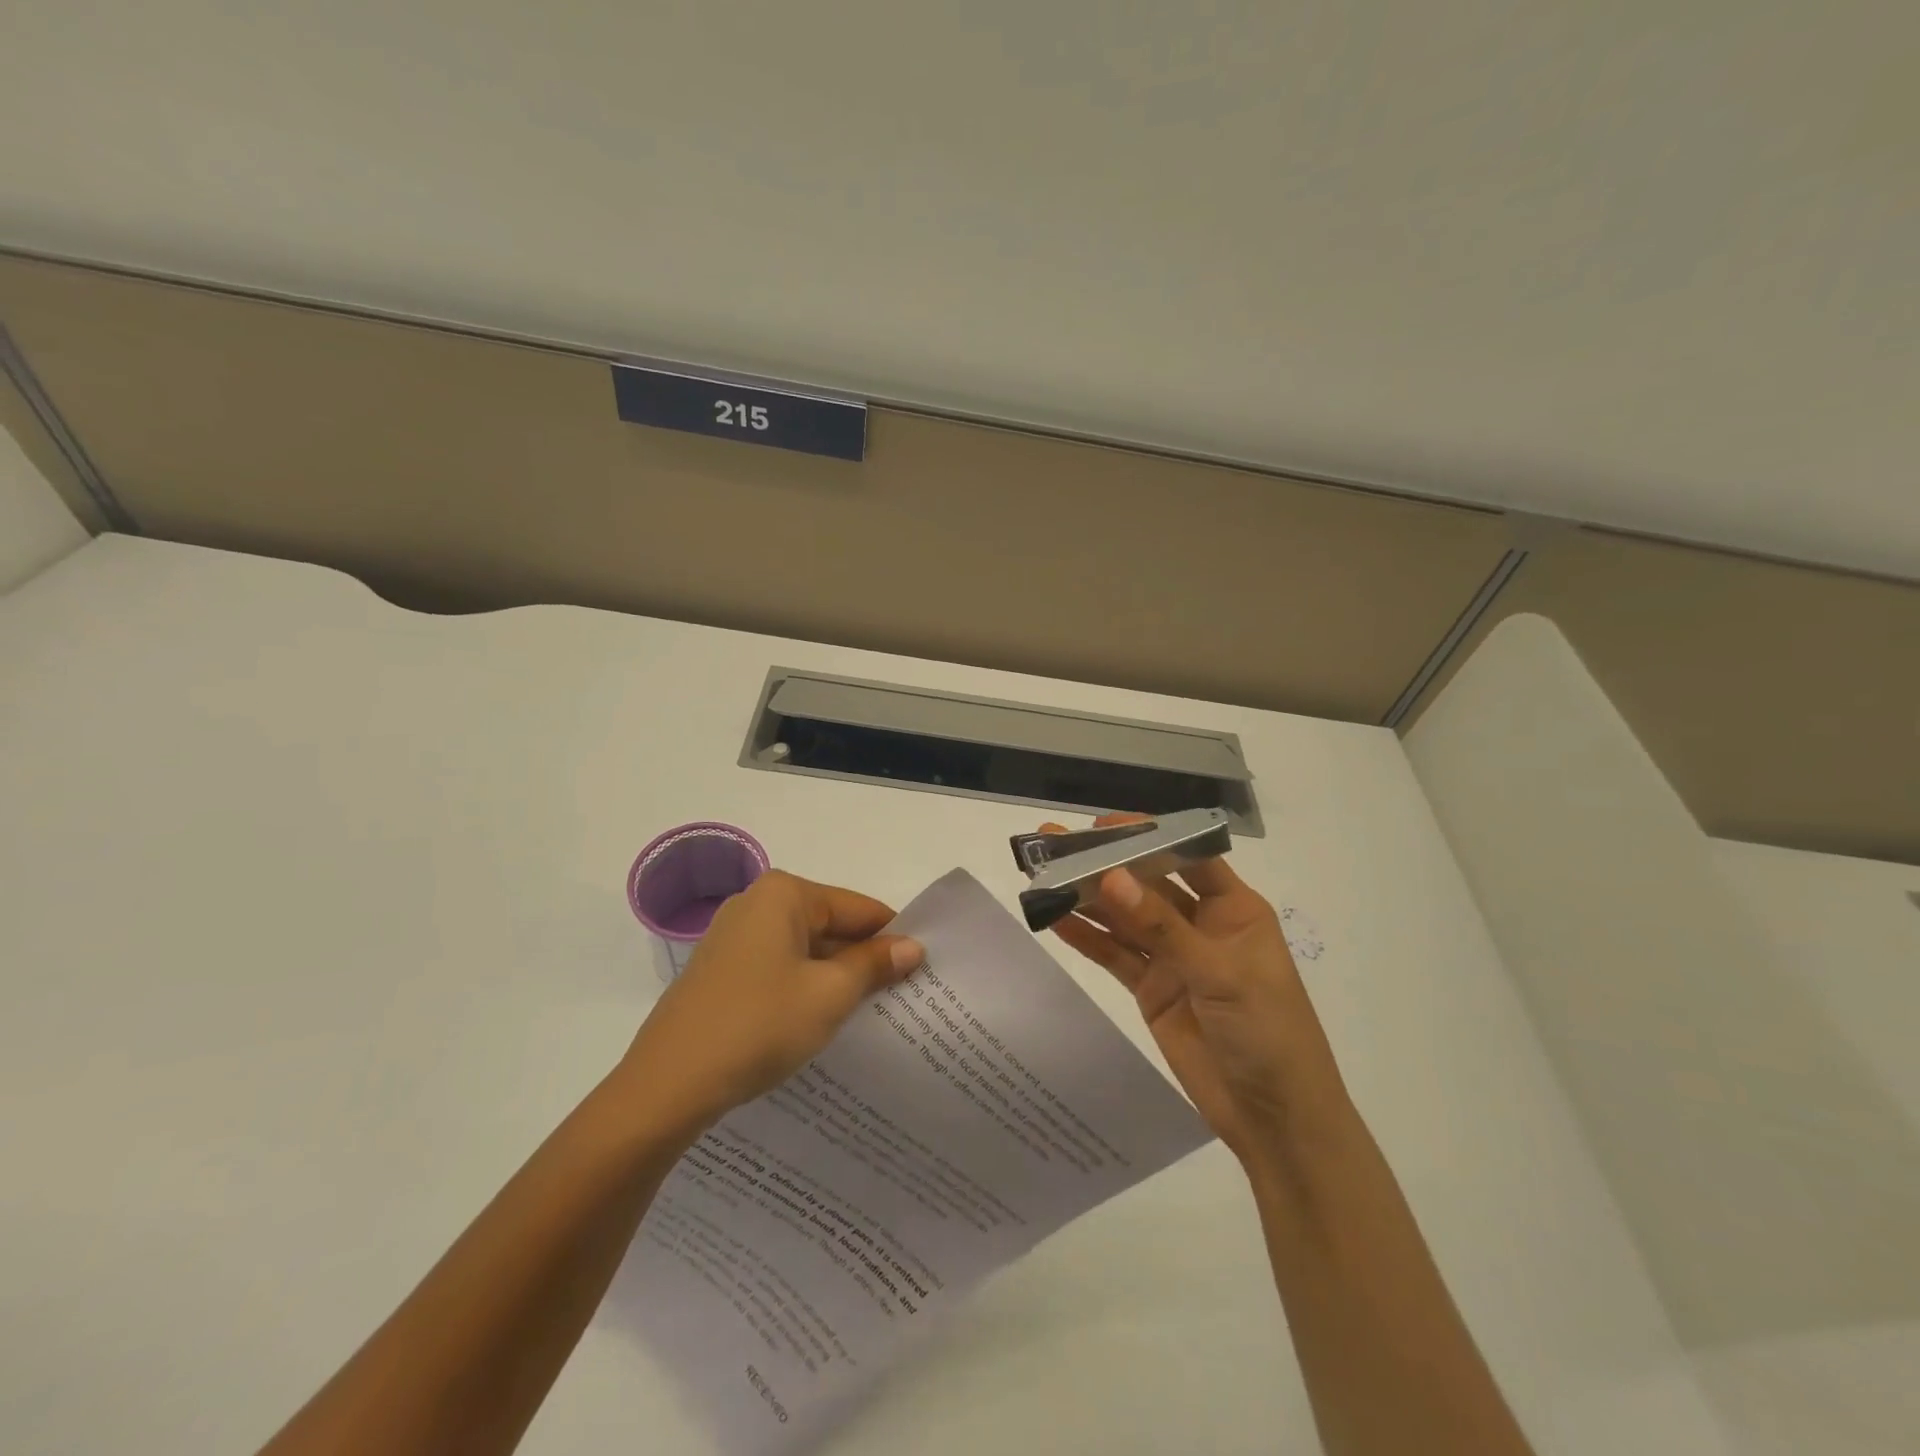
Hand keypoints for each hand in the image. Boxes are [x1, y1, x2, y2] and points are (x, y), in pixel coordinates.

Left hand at [614, 870, 923, 1139]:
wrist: (666, 1087)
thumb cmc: (758, 1026)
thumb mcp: (829, 995)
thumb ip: (874, 965)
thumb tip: (913, 947)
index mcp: (784, 894)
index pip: (859, 908)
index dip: (894, 938)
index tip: (924, 970)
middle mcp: (756, 903)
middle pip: (831, 925)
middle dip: (864, 960)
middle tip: (903, 996)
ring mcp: (733, 937)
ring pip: (805, 950)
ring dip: (835, 978)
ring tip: (870, 1013)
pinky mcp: (721, 971)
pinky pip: (779, 968)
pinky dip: (804, 988)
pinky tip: (821, 1022)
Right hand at [1044, 815, 1347, 1166]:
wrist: (1275, 1120)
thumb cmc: (1269, 1033)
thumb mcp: (1220, 974)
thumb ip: (1161, 927)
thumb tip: (1111, 877)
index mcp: (1234, 909)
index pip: (1188, 855)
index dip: (1147, 834)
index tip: (1101, 825)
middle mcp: (1200, 924)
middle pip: (1146, 883)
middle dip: (1105, 864)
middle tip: (1055, 844)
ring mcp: (1173, 957)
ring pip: (1124, 918)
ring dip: (1087, 898)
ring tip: (1042, 874)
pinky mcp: (1151, 989)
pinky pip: (1114, 955)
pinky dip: (1085, 937)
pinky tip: (1052, 918)